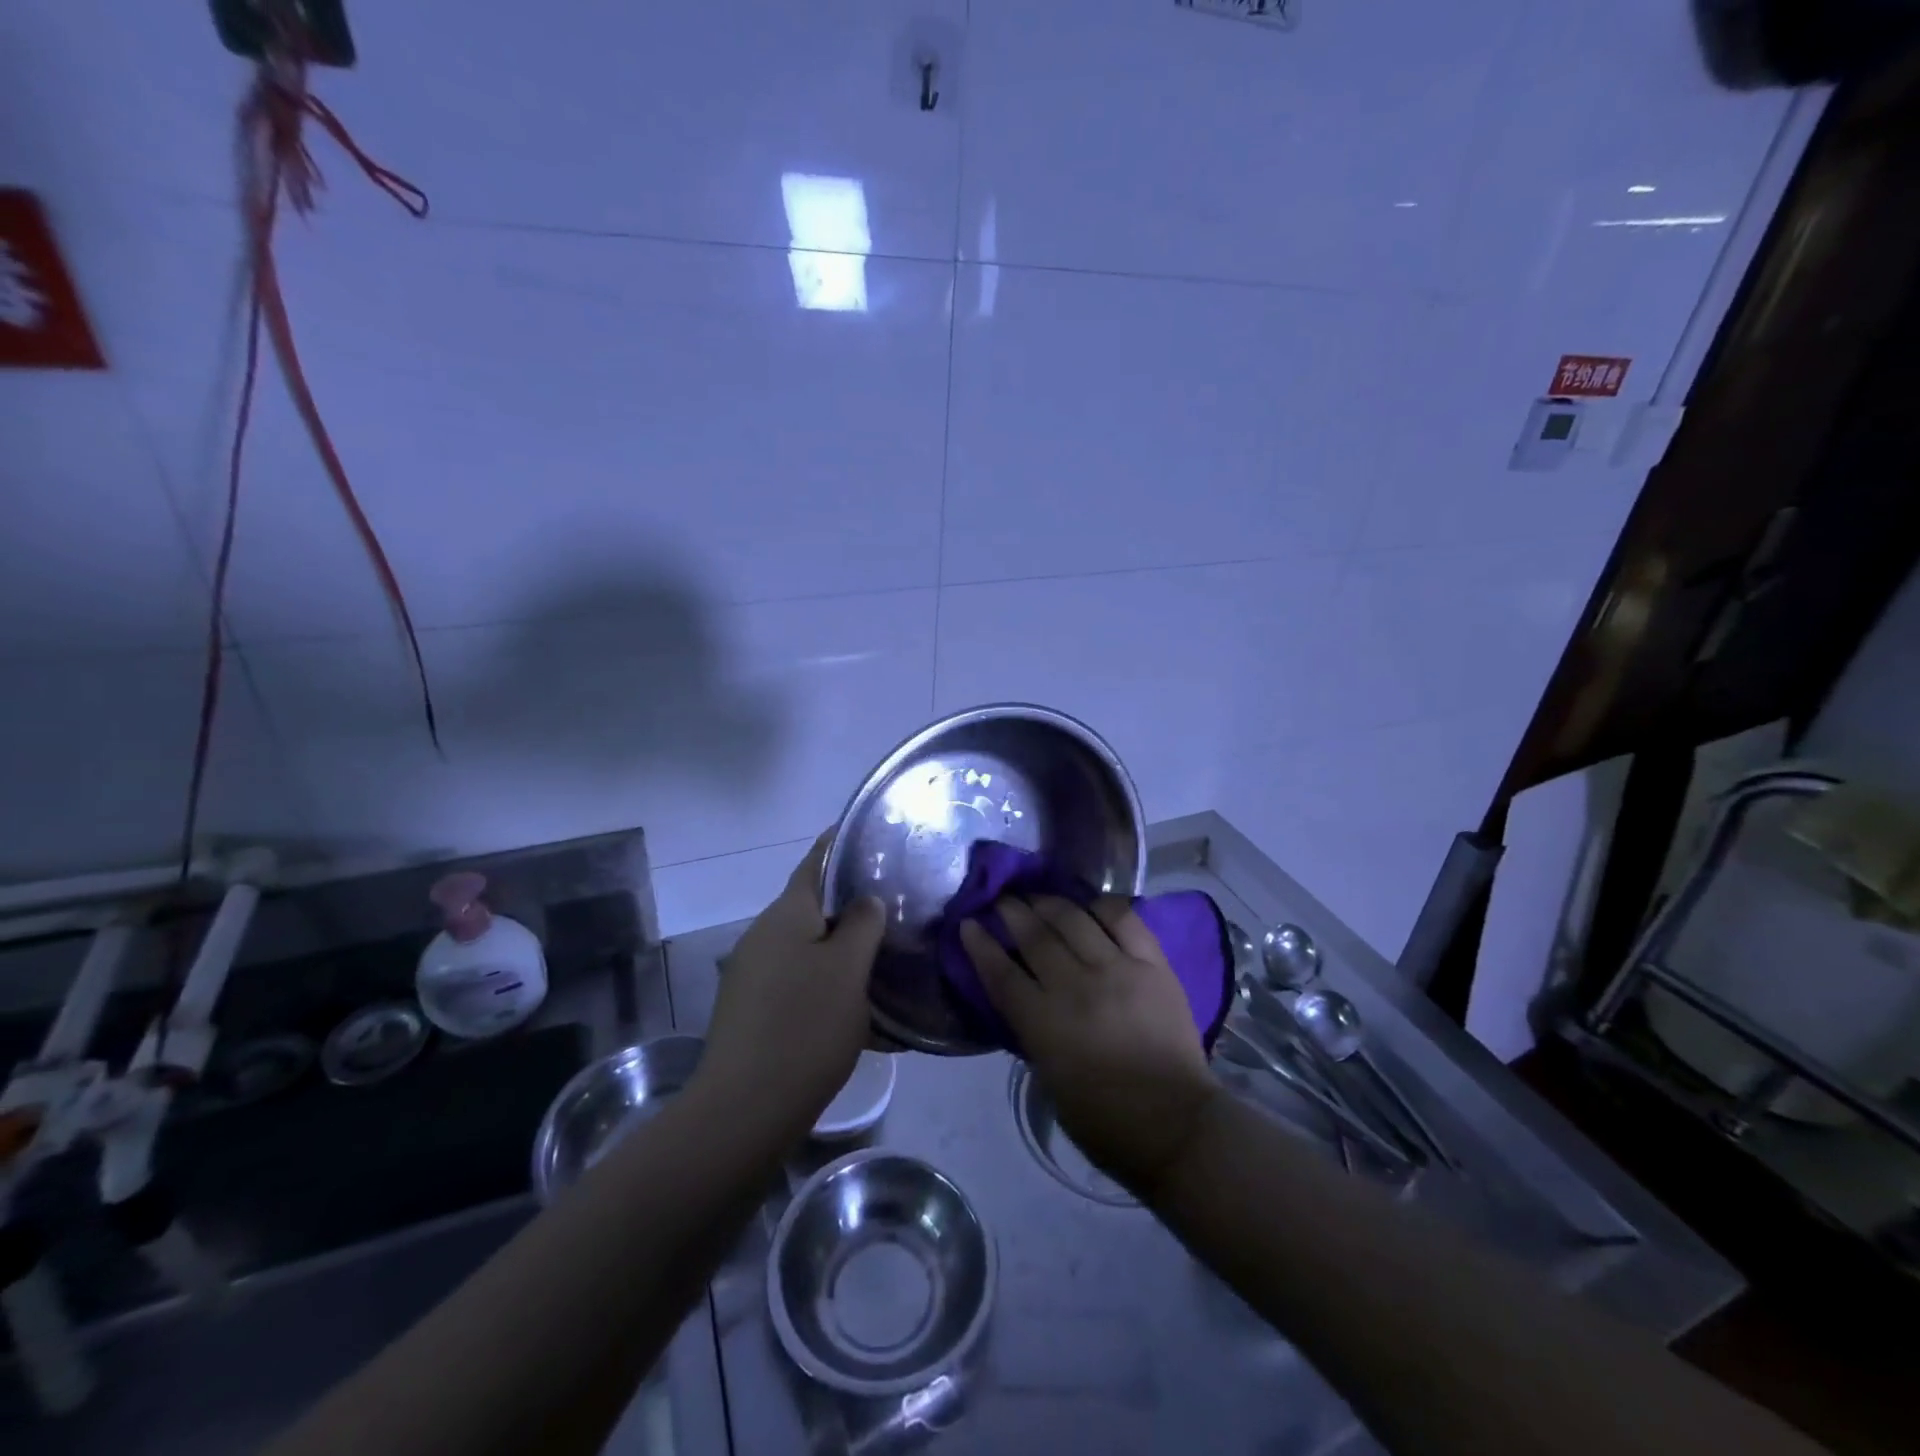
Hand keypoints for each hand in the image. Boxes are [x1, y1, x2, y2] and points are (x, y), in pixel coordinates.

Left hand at [696, 834, 886, 1140]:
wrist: (744, 1110)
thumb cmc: (805, 1026)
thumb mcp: (848, 969)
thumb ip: (862, 924)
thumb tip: (865, 900)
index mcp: (785, 915)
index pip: (815, 862)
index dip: (839, 845)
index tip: (869, 836)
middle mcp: (763, 936)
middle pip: (812, 908)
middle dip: (850, 907)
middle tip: (894, 910)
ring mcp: (752, 975)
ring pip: (807, 949)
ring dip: (841, 952)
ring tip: (883, 963)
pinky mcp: (751, 1011)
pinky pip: (797, 983)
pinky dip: (826, 986)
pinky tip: (857, 1013)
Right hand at [962, 896, 1218, 1197]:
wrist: (1174, 1125)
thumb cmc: (1103, 1118)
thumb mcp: (1048, 1077)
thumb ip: (1032, 1030)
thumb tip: (1024, 996)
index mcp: (1044, 1023)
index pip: (1001, 972)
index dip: (980, 944)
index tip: (969, 923)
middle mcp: (1076, 986)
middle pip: (1035, 936)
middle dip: (1012, 912)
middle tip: (1003, 900)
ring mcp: (1117, 969)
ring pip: (1074, 919)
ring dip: (1050, 902)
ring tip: (1039, 897)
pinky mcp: (1152, 964)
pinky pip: (1124, 919)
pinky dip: (1102, 906)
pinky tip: (1090, 905)